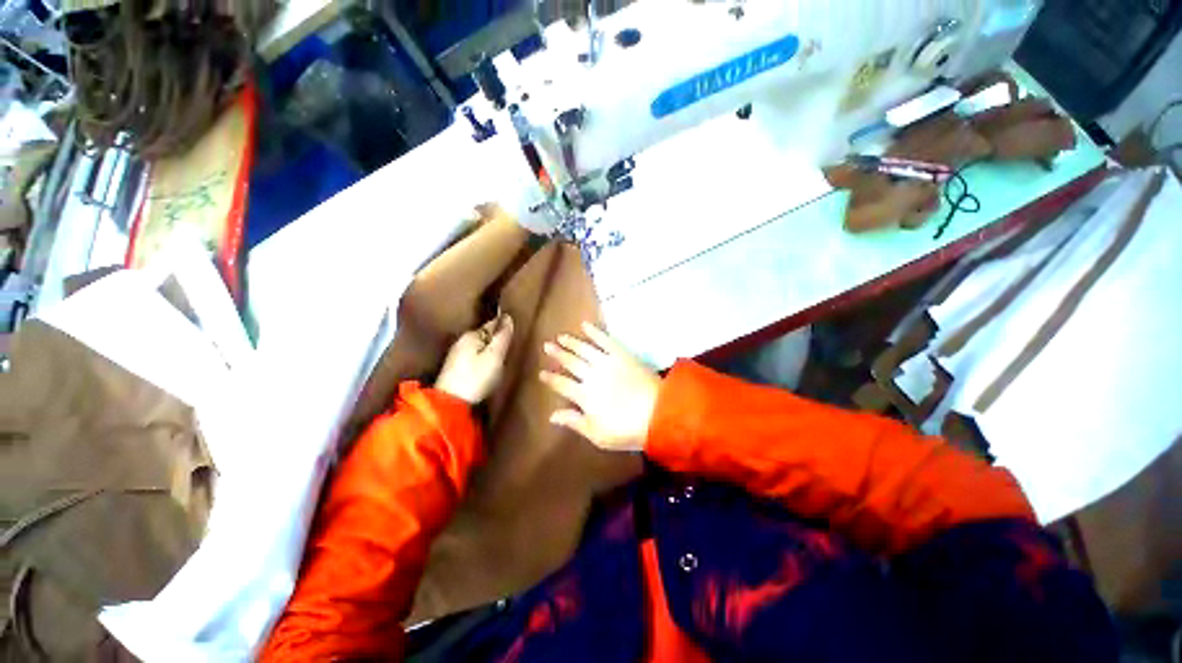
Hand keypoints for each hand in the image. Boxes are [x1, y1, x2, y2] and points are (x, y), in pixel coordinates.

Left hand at [436, 314, 513, 403]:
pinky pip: (474, 358)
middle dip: (496, 340)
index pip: (492, 324)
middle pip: (485, 337)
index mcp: (471, 335)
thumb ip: (502, 337)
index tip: (515, 334)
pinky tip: (488, 369)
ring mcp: (456, 356)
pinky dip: (482, 360)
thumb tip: (508, 317)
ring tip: (502, 359)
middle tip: (510, 348)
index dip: (504, 328)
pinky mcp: (455, 369)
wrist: (450, 404)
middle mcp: (461, 342)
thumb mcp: (495, 356)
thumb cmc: (476, 378)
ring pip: (479, 348)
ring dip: (489, 351)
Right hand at [540, 322, 660, 452]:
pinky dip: (594, 332)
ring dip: (571, 342)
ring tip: (561, 336)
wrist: (658, 414)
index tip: (541, 373)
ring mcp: (607, 362)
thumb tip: (552, 415)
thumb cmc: (626, 429)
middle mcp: (591, 375)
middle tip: (547, 346)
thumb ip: (574, 422)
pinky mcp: (622, 354)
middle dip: (557, 354)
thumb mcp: (597, 434)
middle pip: (570, 362)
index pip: (562, 384)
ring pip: (584, 349)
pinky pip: (605, 340)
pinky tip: (585, 325)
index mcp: (584, 396)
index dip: (551, 379)